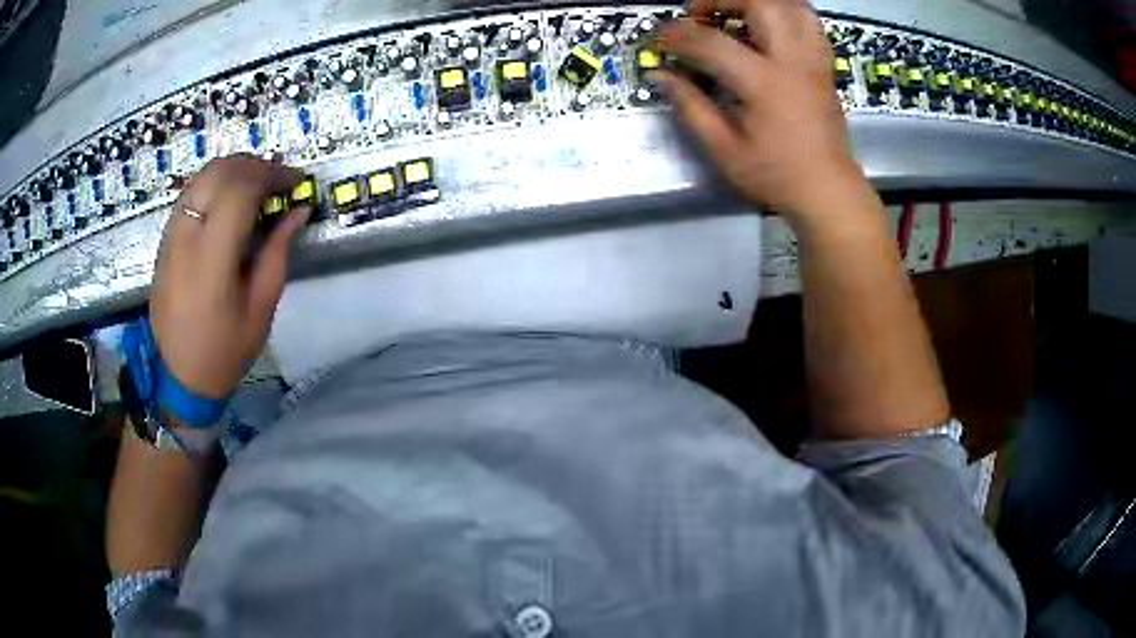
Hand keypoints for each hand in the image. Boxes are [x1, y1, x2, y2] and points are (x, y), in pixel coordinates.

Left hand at [149, 155, 309, 398]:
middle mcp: (185, 236)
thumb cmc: (226, 349)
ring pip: (202, 177)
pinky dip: (214, 185)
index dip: (272, 175)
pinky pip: (190, 194)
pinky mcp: (165, 240)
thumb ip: (278, 250)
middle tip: (279, 180)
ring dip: (233, 170)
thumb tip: (299, 210)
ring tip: (257, 185)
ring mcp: (170, 235)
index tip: (296, 183)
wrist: (179, 375)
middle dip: (254, 166)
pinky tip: (230, 201)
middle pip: (219, 172)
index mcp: (211, 257)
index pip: (240, 189)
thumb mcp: (262, 305)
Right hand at [653, 0, 876, 224]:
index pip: (711, 42)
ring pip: (791, 5)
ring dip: (758, 2)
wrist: (828, 191)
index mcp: (764, 84)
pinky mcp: (824, 67)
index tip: (660, 40)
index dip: (678, 36)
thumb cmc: (776, 175)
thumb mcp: (725, 150)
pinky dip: (785, 13)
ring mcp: (813, 61)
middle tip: (700, 15)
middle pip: (760, 3)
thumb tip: (660, 76)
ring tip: (735, 13)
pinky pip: (809, 22)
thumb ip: (691, 107)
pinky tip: (768, 26)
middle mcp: (793, 62)